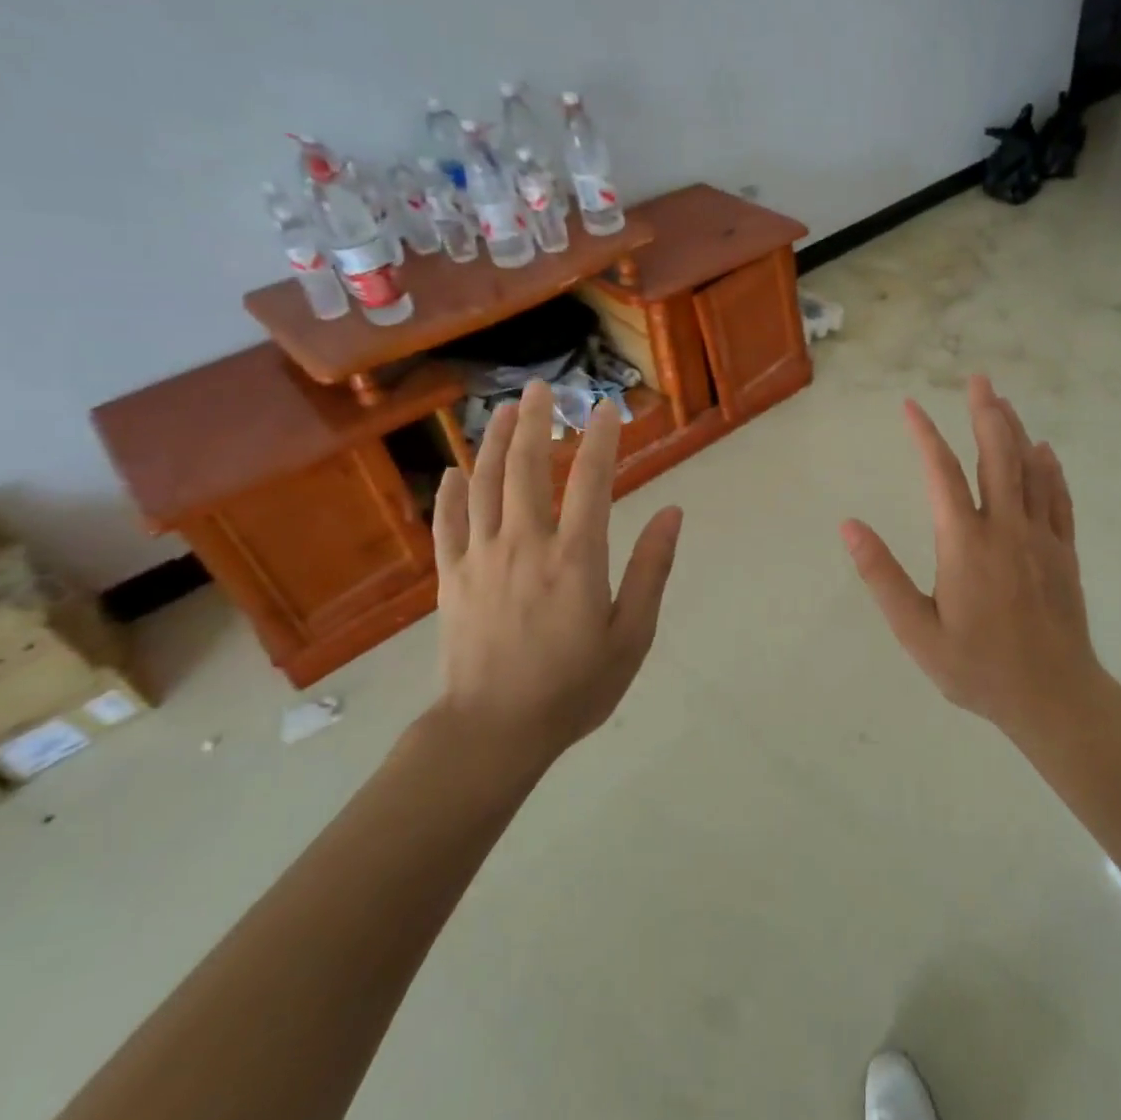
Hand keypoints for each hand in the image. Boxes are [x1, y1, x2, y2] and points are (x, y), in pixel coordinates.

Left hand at [430, 379, 683, 762]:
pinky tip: (455, 470)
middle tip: (543, 387)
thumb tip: (673, 513)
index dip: (600, 439)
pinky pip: (447, 524)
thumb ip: (651, 570)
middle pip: (526, 468)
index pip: (590, 480)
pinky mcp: (451, 579)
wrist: (492, 732)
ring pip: (485, 485)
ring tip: (506, 409)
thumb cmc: (573, 688)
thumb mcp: (631, 635)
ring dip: (496, 442)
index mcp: (575, 558)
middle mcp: (525, 545)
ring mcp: (481, 558)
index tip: (606, 408)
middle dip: (536, 422)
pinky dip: (451, 493)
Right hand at [841, 376, 1105, 736]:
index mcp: (964, 543)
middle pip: (996, 455)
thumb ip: (881, 576)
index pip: (940, 473)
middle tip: (979, 378)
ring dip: (1015, 430)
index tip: (910, 406)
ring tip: (1003, 401)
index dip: (924, 434)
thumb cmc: (977, 668)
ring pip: (1030, 469)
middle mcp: (1005, 528)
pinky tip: (1045, 451)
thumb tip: (849, 526)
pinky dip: (1050, 469)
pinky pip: (1058, 498)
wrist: (1054, 697)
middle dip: (986, 412)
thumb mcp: (916, 631)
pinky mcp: (1065, 552)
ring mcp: (1041, 537)